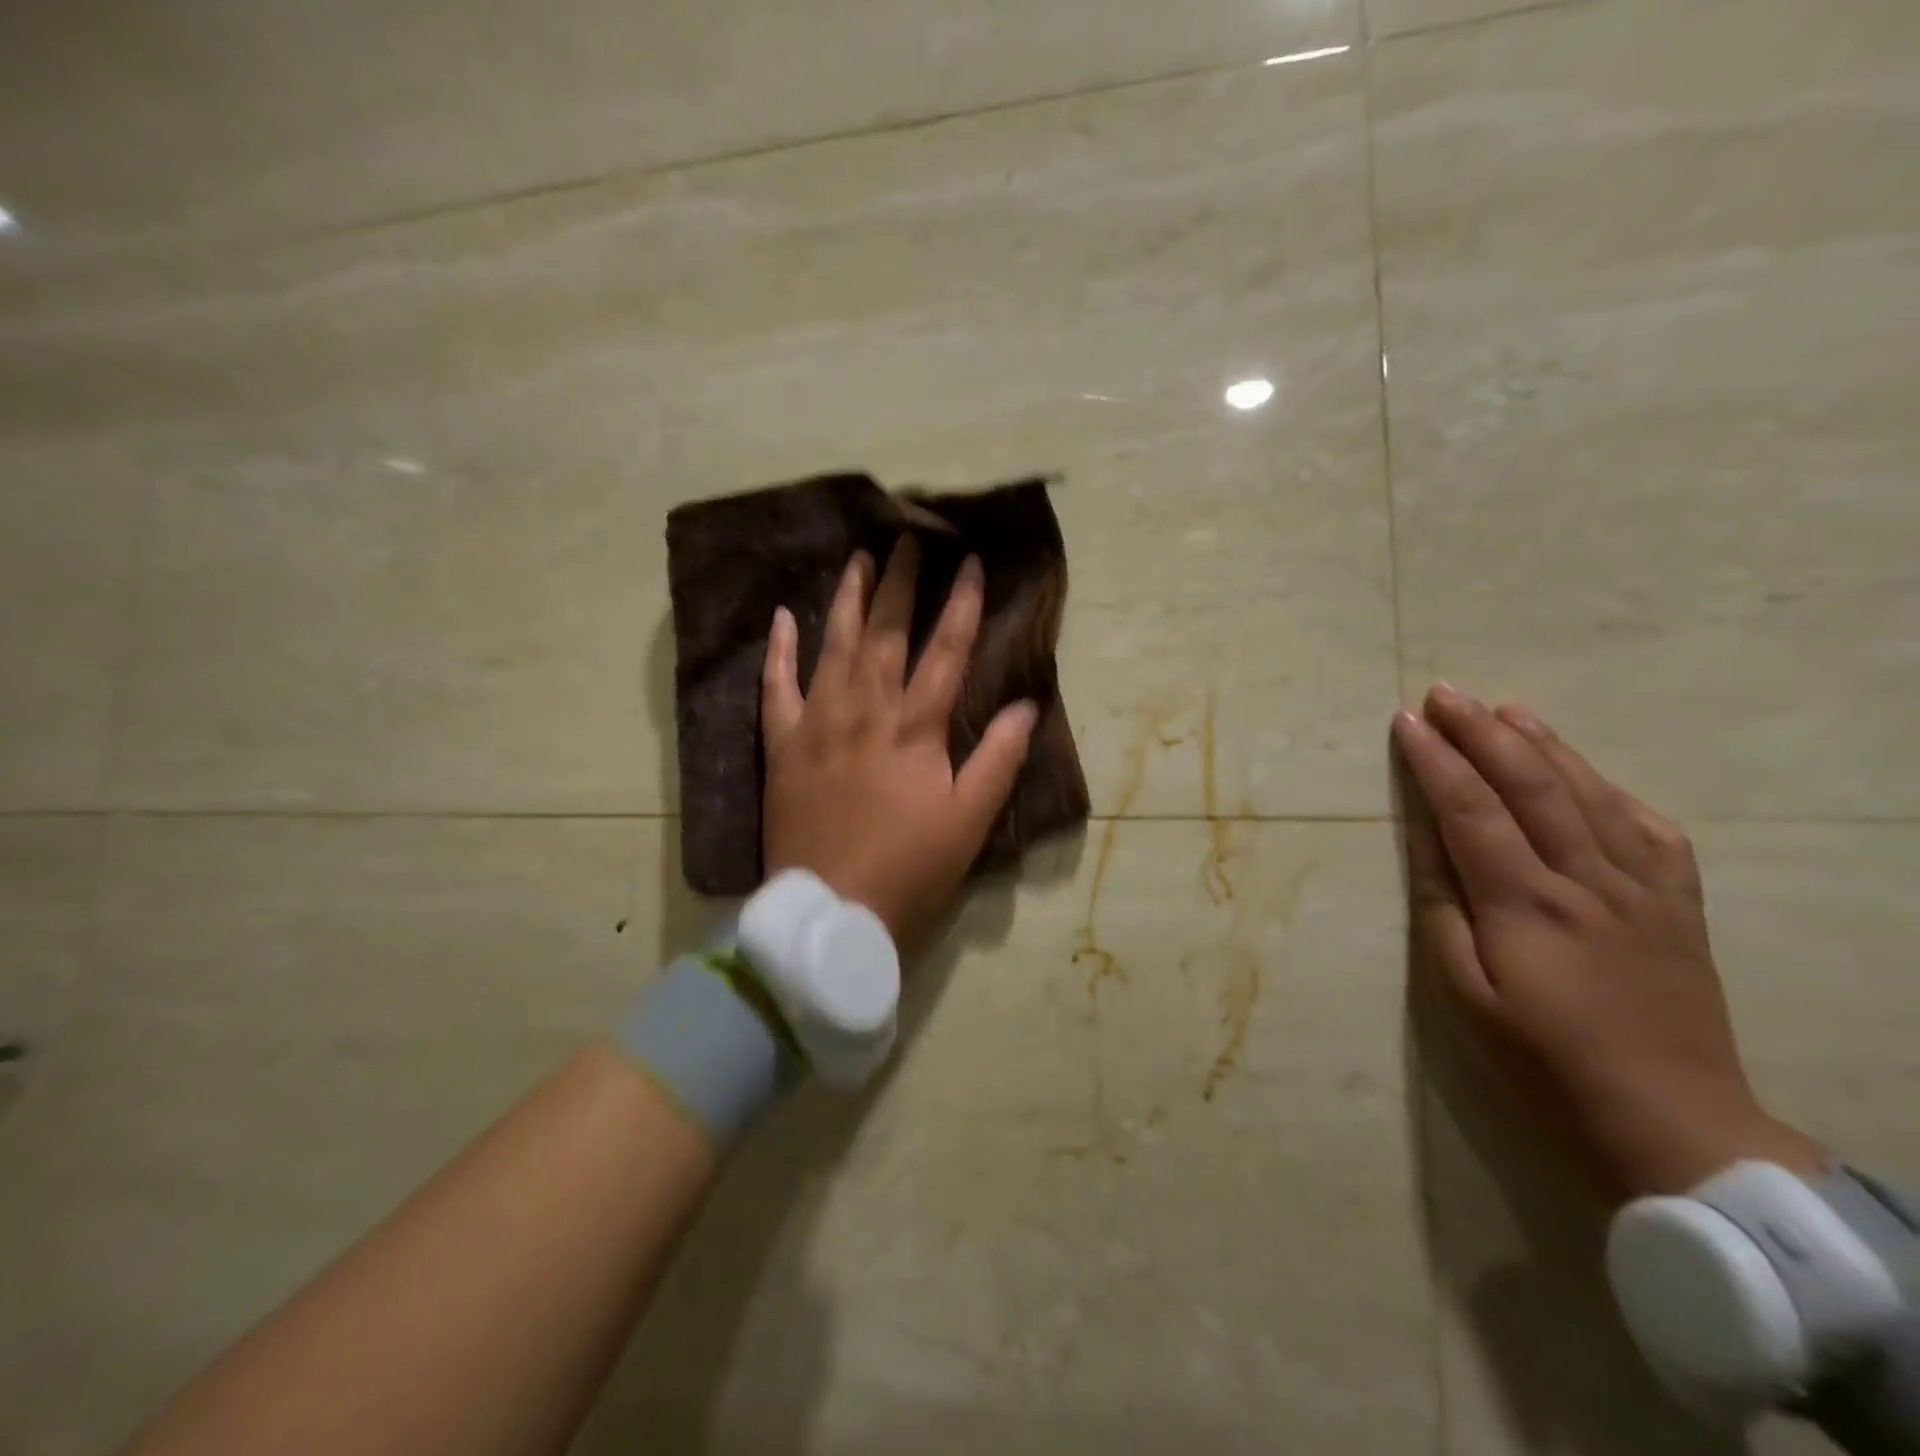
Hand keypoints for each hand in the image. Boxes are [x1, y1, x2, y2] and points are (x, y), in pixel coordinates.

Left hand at [761, 536, 1037, 948]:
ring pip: (833, 647)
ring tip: (858, 560)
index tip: (971, 563)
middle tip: (908, 540)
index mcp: (915, 729)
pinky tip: (783, 618)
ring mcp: (817, 724)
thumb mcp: (970, 820)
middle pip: (886, 634)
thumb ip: (999, 759)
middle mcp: (865, 711)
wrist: (832, 910)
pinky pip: (776, 688)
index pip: (945, 652)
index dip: (962, 605)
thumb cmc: (910, 868)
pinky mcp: (782, 746)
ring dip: (847, 600)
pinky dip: (779, 652)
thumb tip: (1027, 705)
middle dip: (901, 584)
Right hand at [1394, 684, 1822, 1197]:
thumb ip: (1443, 907)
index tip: (1406, 720)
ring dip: (1545, 744)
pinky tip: (1588, 773)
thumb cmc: (1539, 1060)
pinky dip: (1613, 789)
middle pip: (1532, 786)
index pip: (1471, 809)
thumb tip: (1426, 840)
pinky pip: (1651, 831)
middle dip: (1484, 732)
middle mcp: (1587, 881)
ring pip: (1592, 795)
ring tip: (1507, 708)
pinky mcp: (1679, 907)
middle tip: (1446, 693)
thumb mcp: (1463, 992)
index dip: (1436, 759)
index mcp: (1526, 903)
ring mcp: (1643, 891)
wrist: (1669, 1123)